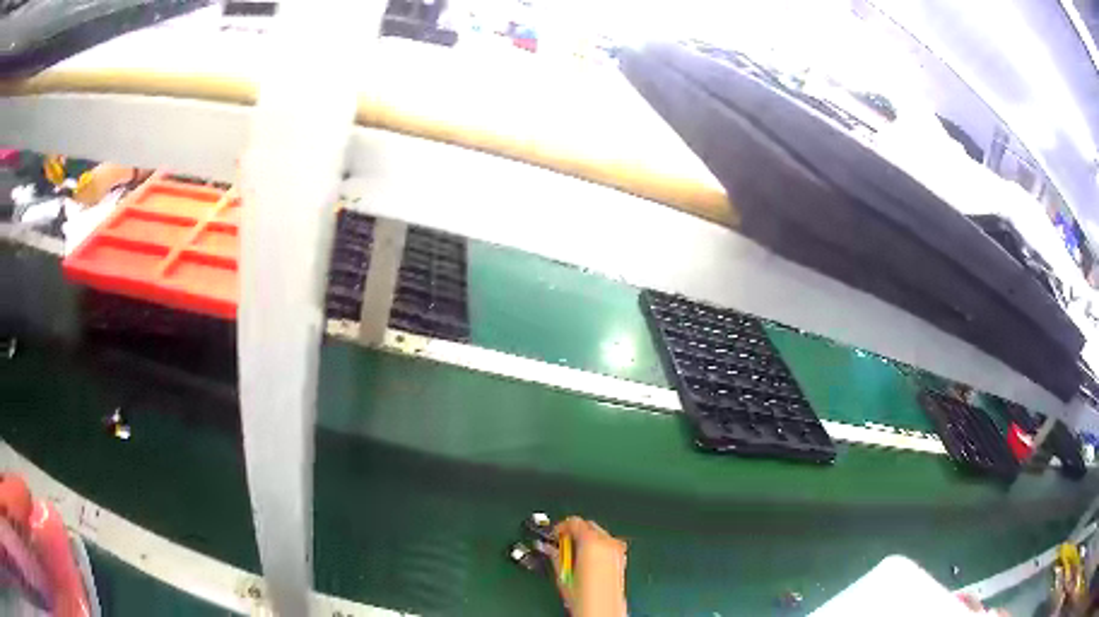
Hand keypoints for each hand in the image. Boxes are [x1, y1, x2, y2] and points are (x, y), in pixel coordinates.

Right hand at [542, 516, 627, 616]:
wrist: (603, 610)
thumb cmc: (585, 597)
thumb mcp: (563, 574)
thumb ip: (555, 555)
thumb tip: (549, 548)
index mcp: (591, 542)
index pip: (574, 522)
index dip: (560, 527)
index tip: (554, 535)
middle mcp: (607, 543)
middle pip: (589, 525)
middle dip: (574, 532)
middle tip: (561, 544)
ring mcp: (617, 550)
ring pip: (599, 534)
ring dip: (586, 539)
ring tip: (574, 555)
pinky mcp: (622, 560)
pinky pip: (608, 545)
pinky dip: (597, 547)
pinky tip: (588, 560)